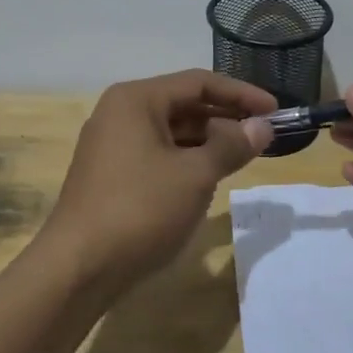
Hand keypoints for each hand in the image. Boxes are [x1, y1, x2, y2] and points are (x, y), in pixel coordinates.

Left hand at [45, 70, 275, 293]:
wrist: (76, 270)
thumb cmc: (139, 210)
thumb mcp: (195, 176)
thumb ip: (232, 145)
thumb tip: (262, 127)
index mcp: (136, 100)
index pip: (199, 83)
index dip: (241, 94)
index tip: (275, 110)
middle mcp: (120, 113)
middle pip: (184, 104)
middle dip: (225, 118)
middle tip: (263, 135)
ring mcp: (111, 145)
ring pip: (171, 131)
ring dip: (208, 141)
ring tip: (242, 156)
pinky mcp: (110, 174)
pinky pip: (158, 154)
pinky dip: (186, 160)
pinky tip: (208, 178)